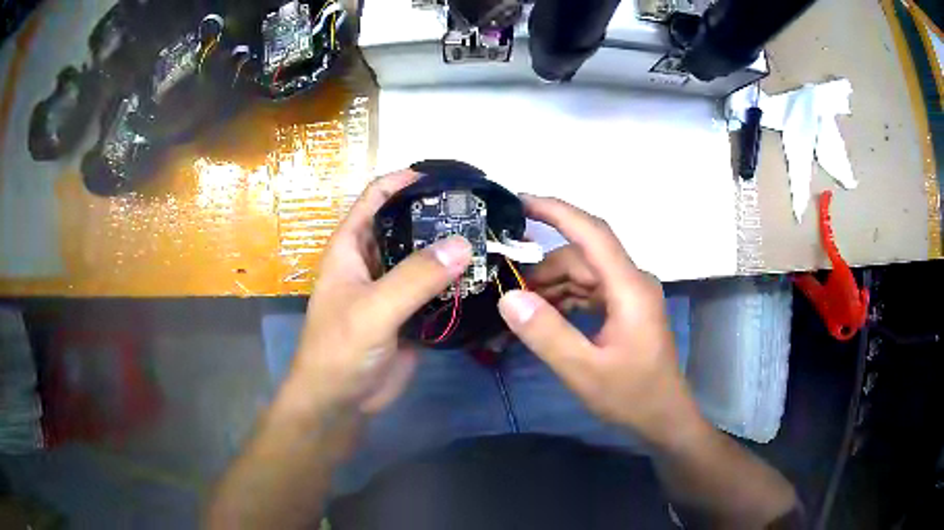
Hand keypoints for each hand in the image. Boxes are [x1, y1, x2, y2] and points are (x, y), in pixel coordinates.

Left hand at [286, 170, 471, 416]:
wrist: (342, 401)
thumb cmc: (340, 349)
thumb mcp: (373, 309)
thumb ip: (415, 277)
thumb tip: (464, 244)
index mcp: (352, 245)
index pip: (377, 196)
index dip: (406, 180)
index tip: (449, 178)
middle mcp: (373, 259)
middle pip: (408, 224)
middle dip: (440, 214)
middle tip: (483, 210)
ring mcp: (394, 287)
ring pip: (426, 257)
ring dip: (453, 249)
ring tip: (493, 238)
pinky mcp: (411, 313)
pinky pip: (437, 288)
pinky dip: (458, 282)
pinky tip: (485, 277)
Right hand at [498, 196, 706, 447]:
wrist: (664, 417)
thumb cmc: (631, 396)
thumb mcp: (584, 371)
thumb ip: (547, 333)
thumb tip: (508, 297)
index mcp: (629, 288)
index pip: (592, 233)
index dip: (557, 211)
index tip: (520, 201)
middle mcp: (632, 282)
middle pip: (582, 257)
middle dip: (543, 268)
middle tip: (504, 285)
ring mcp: (629, 294)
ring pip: (583, 273)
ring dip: (551, 285)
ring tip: (519, 307)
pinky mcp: (625, 308)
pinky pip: (589, 291)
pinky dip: (564, 298)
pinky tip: (543, 316)